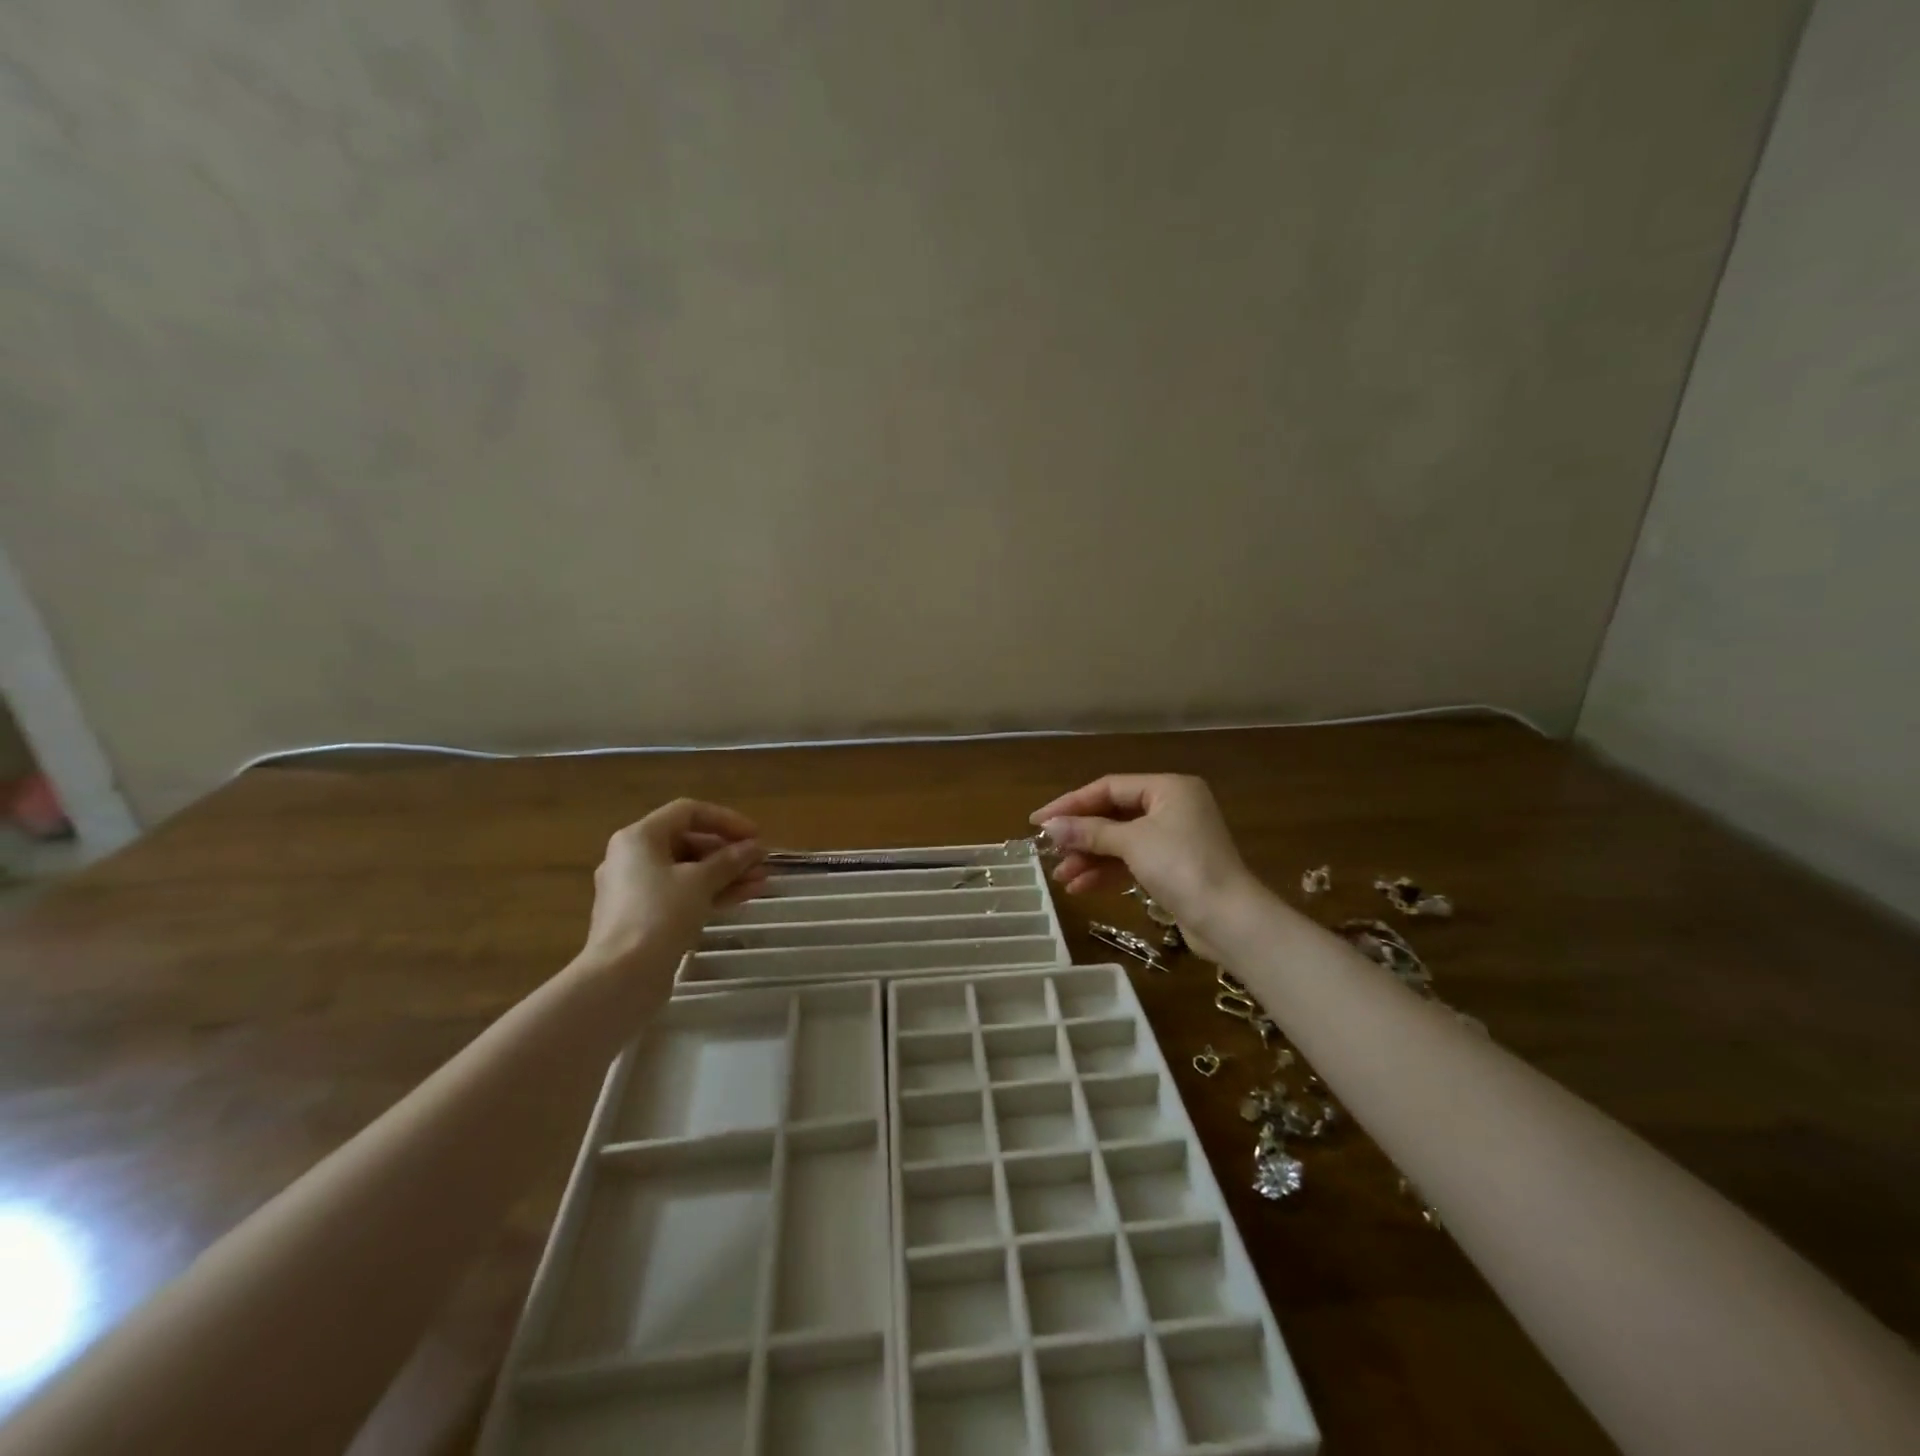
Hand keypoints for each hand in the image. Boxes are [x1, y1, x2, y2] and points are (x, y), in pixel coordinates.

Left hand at [582, 799, 766, 972]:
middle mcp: (633, 858)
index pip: (688, 812)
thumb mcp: (700, 881)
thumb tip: (755, 848)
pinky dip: (711, 893)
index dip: (726, 820)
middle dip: (729, 852)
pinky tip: (744, 896)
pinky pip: (682, 895)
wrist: (622, 977)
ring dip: (726, 874)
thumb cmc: (659, 915)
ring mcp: (637, 890)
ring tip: (762, 881)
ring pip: (688, 872)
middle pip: (688, 842)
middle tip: (760, 862)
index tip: (755, 835)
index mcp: (639, 838)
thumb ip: (730, 860)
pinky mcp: (644, 918)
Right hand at [1030, 774, 1256, 937]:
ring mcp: (1174, 838)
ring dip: (1089, 857)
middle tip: (1047, 851)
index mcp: (1168, 788)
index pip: (1108, 787)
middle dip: (1080, 835)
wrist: (1230, 920)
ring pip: (1120, 841)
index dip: (1071, 804)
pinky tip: (1081, 887)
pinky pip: (1131, 861)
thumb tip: (1049, 827)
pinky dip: (1107, 872)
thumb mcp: (1132, 843)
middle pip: (1113, 814)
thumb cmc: (1182, 867)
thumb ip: (1089, 832)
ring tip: (1060, 877)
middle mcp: (1172, 806)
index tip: (1038, 821)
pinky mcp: (1174, 867)